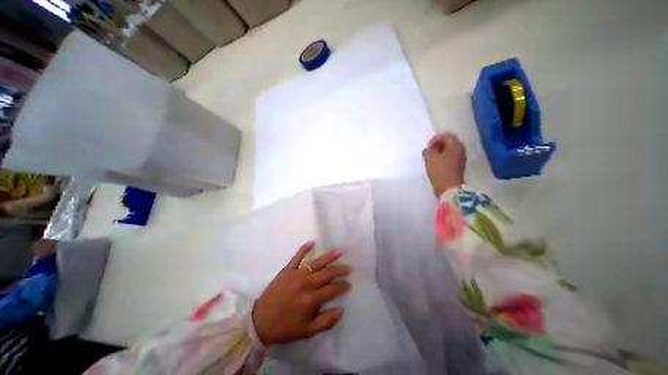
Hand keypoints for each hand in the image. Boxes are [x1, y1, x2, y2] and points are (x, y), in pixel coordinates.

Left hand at [253, 241, 353, 343]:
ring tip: (339, 252)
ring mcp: (296, 274)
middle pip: (327, 273)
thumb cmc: (285, 327)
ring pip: (316, 263)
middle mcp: (306, 283)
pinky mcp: (287, 269)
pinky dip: (304, 248)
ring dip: (329, 257)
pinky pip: (297, 257)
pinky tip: (312, 242)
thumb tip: (341, 310)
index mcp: (311, 299)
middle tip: (349, 268)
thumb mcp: (307, 331)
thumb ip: (326, 322)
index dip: (342, 286)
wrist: (260, 321)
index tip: (349, 284)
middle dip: (340, 270)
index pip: (332, 289)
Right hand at [425, 133, 464, 197]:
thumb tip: (428, 149)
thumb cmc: (440, 170)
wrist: (449, 187)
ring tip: (430, 158)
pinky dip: (442, 158)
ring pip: (449, 151)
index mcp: (455, 145)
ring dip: (440, 152)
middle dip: (438, 145)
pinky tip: (435, 164)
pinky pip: (450, 158)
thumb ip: (428, 150)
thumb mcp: (430, 157)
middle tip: (429, 151)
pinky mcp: (458, 167)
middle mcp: (460, 150)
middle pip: (449, 143)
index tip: (428, 146)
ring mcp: (460, 159)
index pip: (446, 136)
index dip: (435, 139)